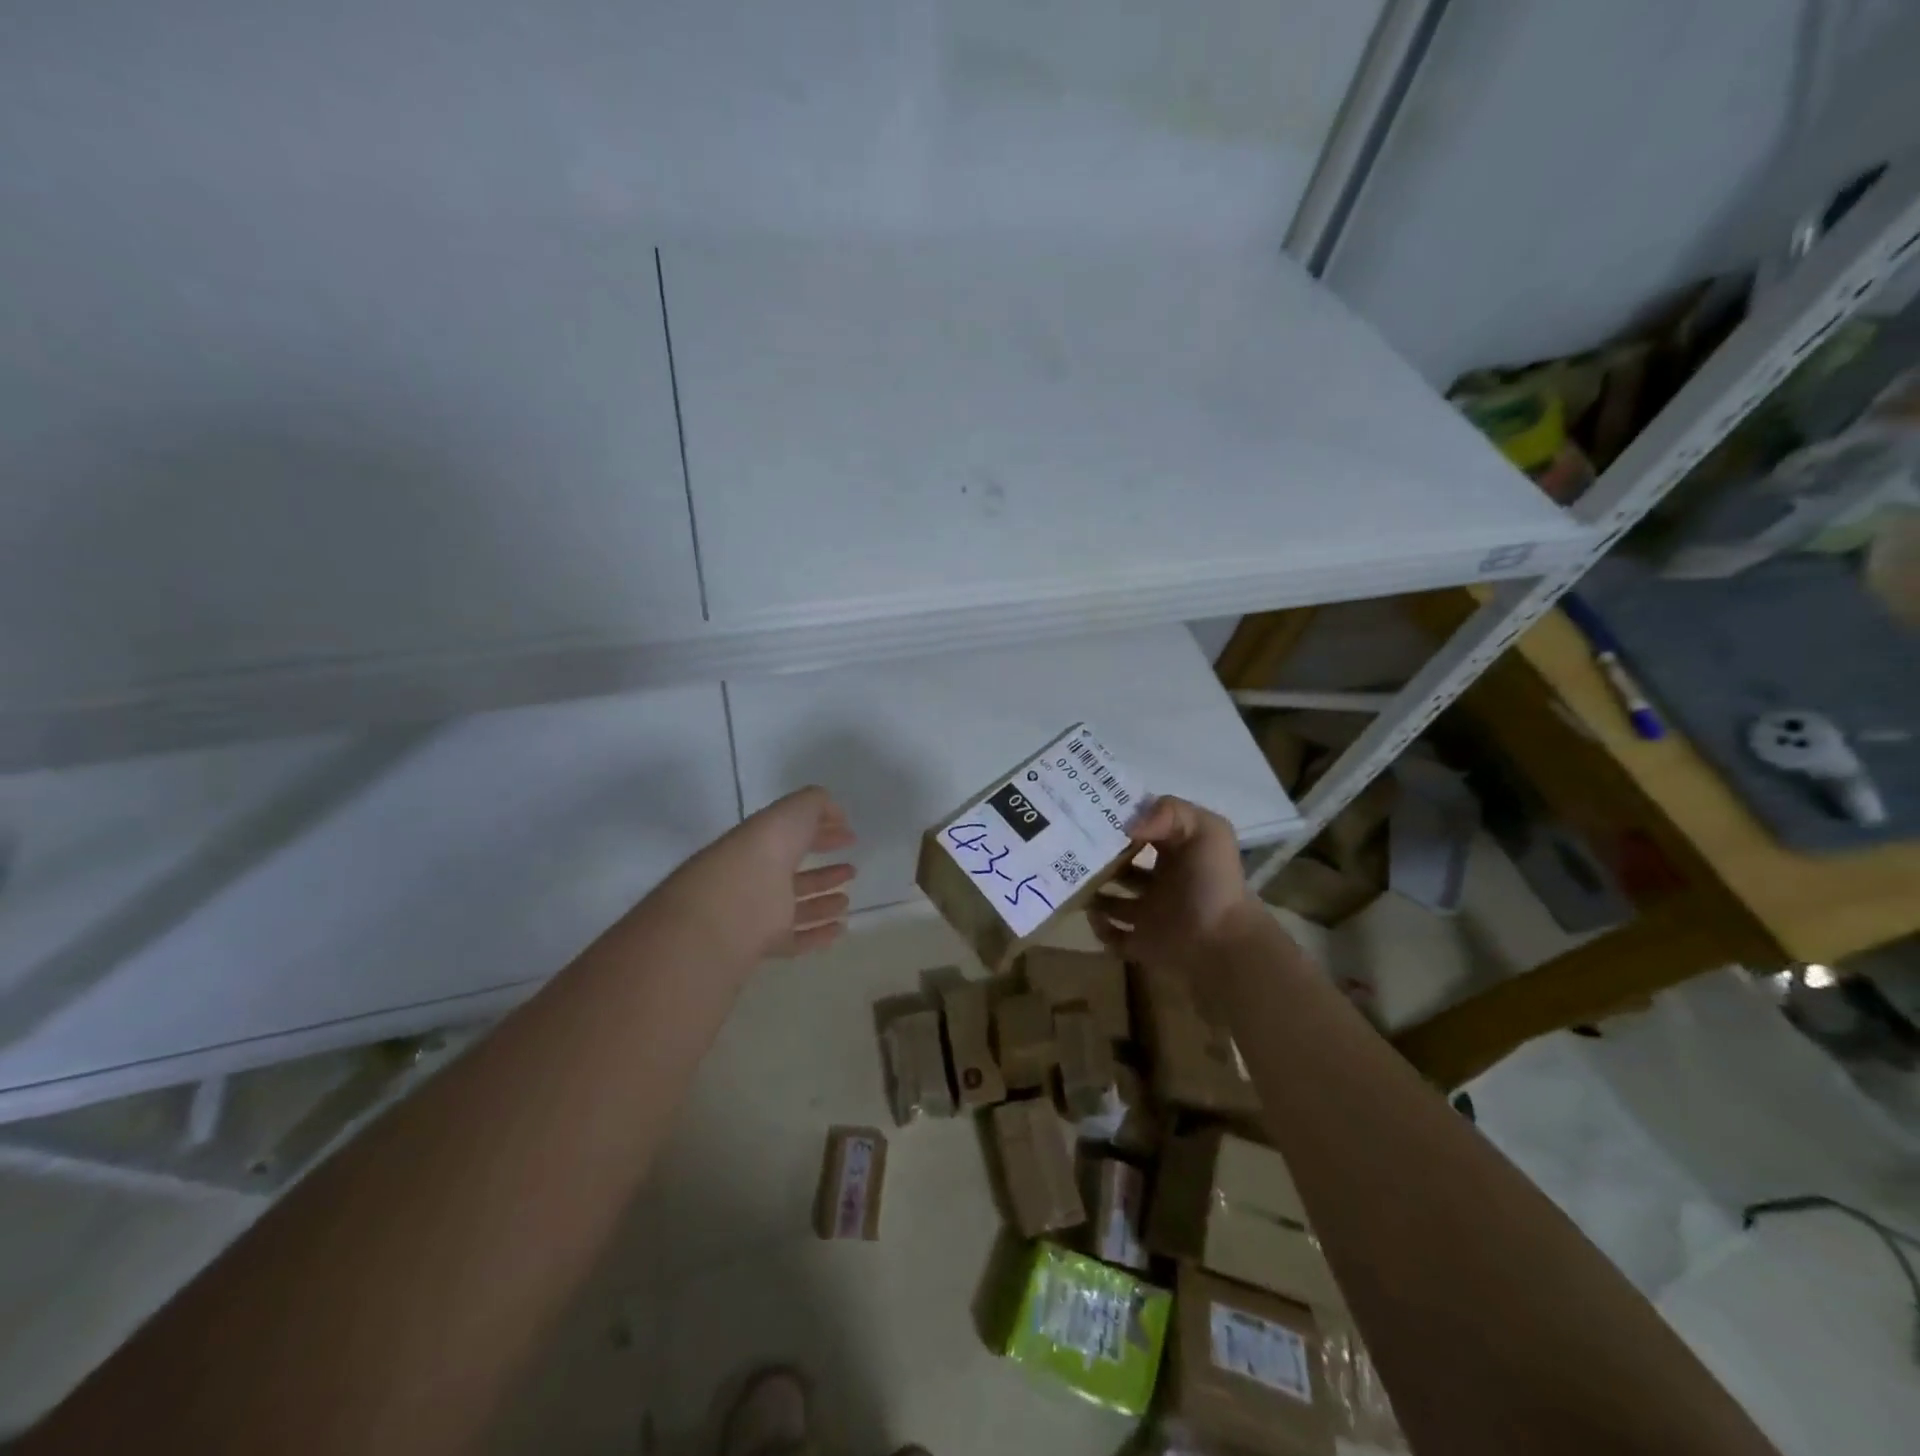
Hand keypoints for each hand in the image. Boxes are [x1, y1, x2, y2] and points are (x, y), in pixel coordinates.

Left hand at [656, 787, 856, 961]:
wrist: (737, 901)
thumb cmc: (767, 849)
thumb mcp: (794, 810)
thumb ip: (817, 804)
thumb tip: (836, 815)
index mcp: (762, 842)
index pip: (793, 836)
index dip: (822, 832)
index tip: (850, 836)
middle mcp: (758, 876)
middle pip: (794, 875)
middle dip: (824, 873)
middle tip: (852, 870)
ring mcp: (760, 912)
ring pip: (795, 908)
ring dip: (823, 904)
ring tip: (846, 901)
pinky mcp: (764, 943)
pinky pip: (795, 939)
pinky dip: (818, 935)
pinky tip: (840, 928)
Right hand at [1087, 795, 1263, 973]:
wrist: (1224, 944)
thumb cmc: (1214, 884)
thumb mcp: (1207, 830)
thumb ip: (1170, 812)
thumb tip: (1127, 826)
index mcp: (1175, 853)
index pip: (1142, 831)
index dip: (1120, 823)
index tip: (1089, 816)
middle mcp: (1161, 881)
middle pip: (1122, 865)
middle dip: (1099, 858)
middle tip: (1072, 850)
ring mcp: (1150, 914)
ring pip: (1112, 901)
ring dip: (1093, 892)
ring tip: (1075, 882)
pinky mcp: (1141, 944)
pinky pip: (1112, 937)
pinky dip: (1098, 928)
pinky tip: (1092, 915)